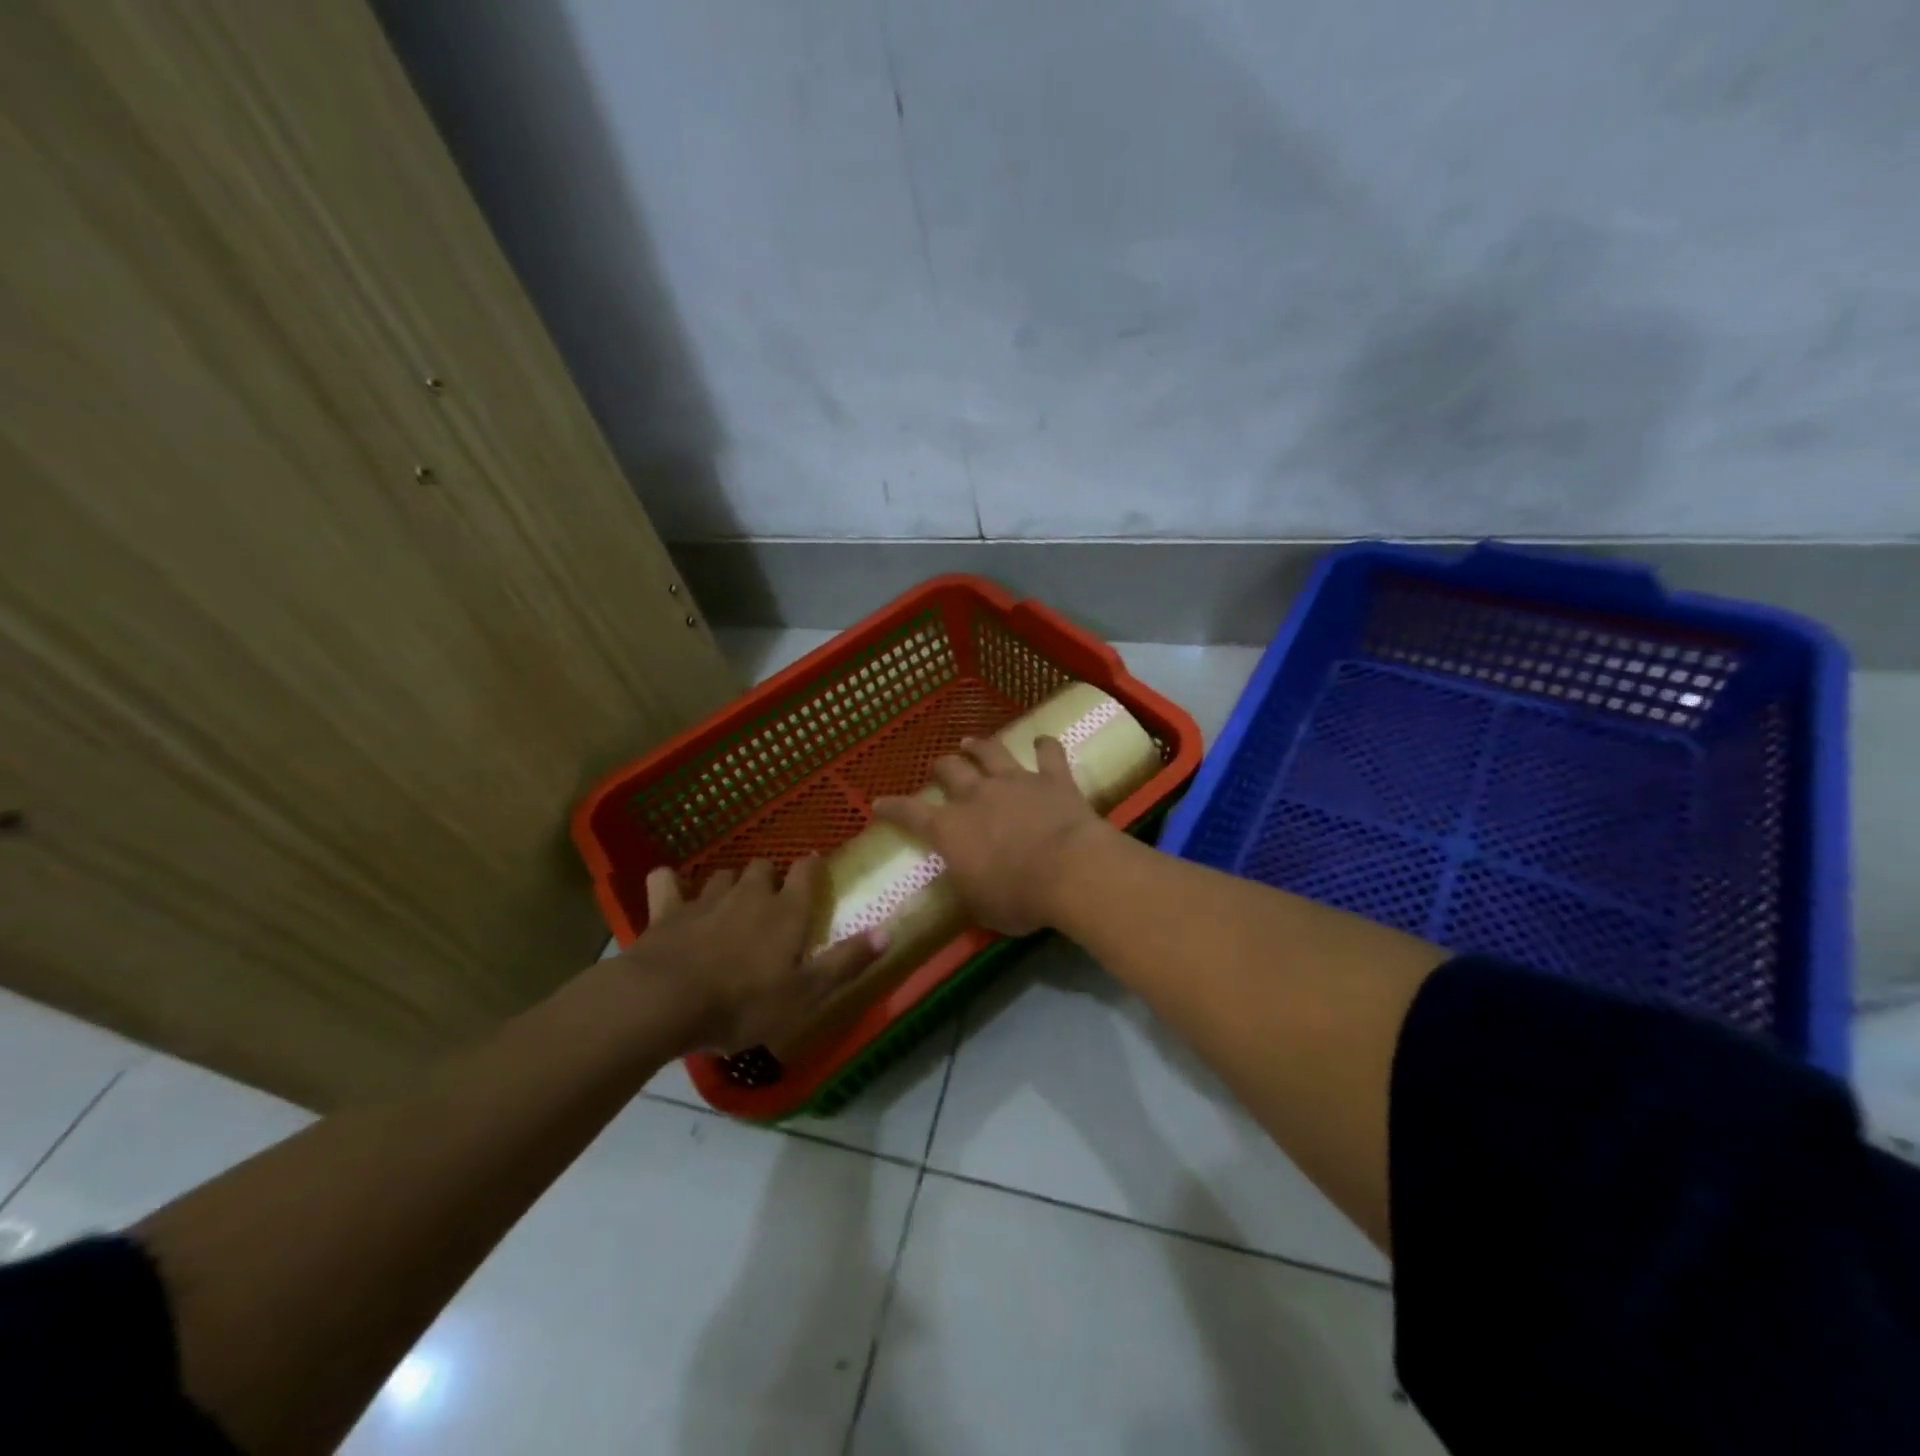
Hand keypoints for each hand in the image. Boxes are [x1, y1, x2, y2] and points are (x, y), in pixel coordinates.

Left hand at [620, 856, 885, 1053]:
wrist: (665, 1001)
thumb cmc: (744, 1002)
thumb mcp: (805, 993)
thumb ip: (846, 961)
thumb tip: (888, 932)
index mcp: (786, 912)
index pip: (807, 873)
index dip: (812, 868)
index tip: (814, 868)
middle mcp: (749, 894)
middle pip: (764, 867)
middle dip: (770, 877)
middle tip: (772, 898)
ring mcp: (705, 899)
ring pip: (723, 875)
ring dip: (730, 883)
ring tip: (731, 902)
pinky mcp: (666, 911)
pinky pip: (666, 883)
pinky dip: (669, 883)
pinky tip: (670, 889)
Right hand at [872, 735, 1113, 935]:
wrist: (1071, 871)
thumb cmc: (1019, 898)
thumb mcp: (980, 906)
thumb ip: (968, 886)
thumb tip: (965, 879)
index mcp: (951, 829)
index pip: (910, 814)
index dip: (892, 808)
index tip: (878, 803)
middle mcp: (977, 796)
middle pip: (950, 770)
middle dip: (940, 767)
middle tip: (938, 767)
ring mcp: (1016, 782)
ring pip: (991, 752)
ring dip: (979, 746)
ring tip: (970, 742)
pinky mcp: (1053, 779)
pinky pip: (1048, 754)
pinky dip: (1045, 746)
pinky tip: (1043, 741)